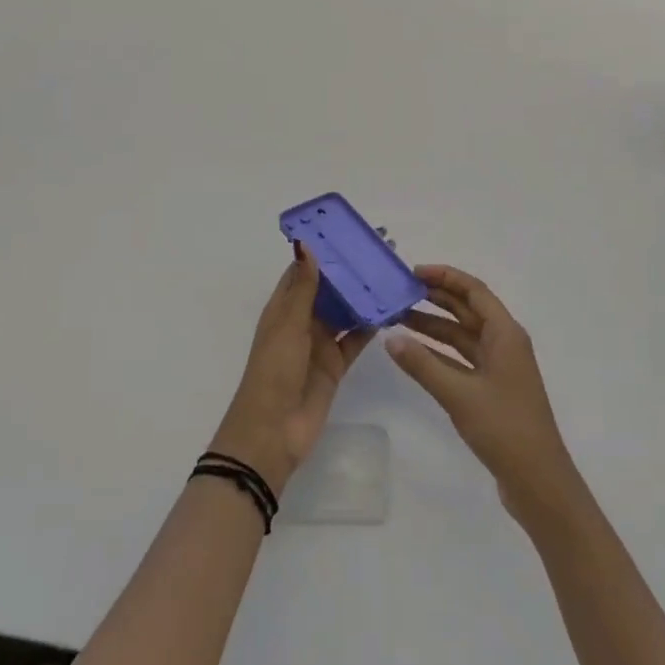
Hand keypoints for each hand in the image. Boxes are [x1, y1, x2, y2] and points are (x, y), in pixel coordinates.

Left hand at [210, 242, 373, 494]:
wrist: (273, 433)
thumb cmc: (274, 371)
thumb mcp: (288, 325)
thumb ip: (303, 287)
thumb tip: (307, 244)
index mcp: (283, 308)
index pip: (304, 271)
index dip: (323, 251)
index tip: (348, 231)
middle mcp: (302, 321)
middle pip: (329, 289)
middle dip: (350, 271)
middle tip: (382, 249)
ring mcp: (320, 344)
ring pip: (345, 312)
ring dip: (363, 295)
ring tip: (391, 272)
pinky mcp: (336, 365)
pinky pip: (356, 338)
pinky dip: (371, 325)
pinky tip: (391, 309)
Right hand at [388, 265, 583, 528]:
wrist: (538, 482)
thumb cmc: (504, 428)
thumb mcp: (459, 394)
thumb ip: (422, 364)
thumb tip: (390, 338)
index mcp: (505, 334)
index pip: (474, 291)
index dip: (445, 277)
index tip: (413, 273)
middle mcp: (504, 343)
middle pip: (467, 310)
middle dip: (435, 299)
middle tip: (399, 293)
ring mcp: (499, 368)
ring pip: (462, 336)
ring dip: (433, 327)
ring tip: (398, 320)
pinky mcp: (492, 390)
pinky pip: (462, 360)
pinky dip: (439, 354)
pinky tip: (414, 353)